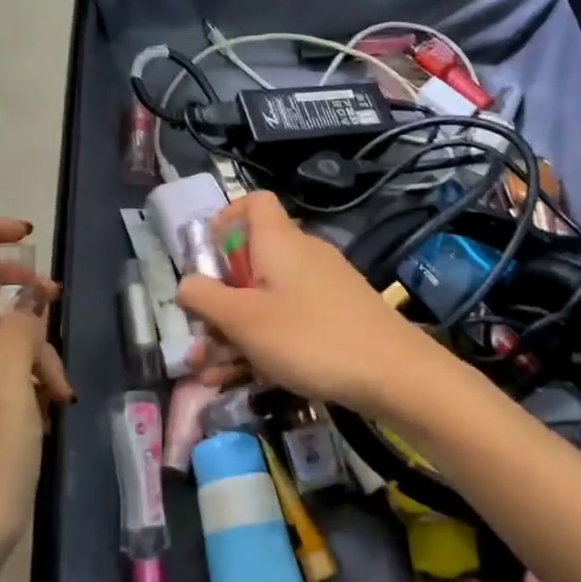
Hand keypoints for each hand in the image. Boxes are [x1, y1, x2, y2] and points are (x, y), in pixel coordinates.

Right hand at [176, 192, 438, 414]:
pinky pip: (289, 318)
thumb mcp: (244, 320)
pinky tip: (248, 378)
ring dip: (236, 331)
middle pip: (252, 259)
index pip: (253, 202)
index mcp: (279, 242)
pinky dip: (265, 341)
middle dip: (219, 298)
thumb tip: (185, 283)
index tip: (206, 257)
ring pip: (267, 298)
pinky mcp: (337, 314)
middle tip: (200, 336)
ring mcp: (323, 285)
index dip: (225, 219)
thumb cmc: (310, 338)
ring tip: (212, 373)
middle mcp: (302, 254)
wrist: (395, 374)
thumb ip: (205, 298)